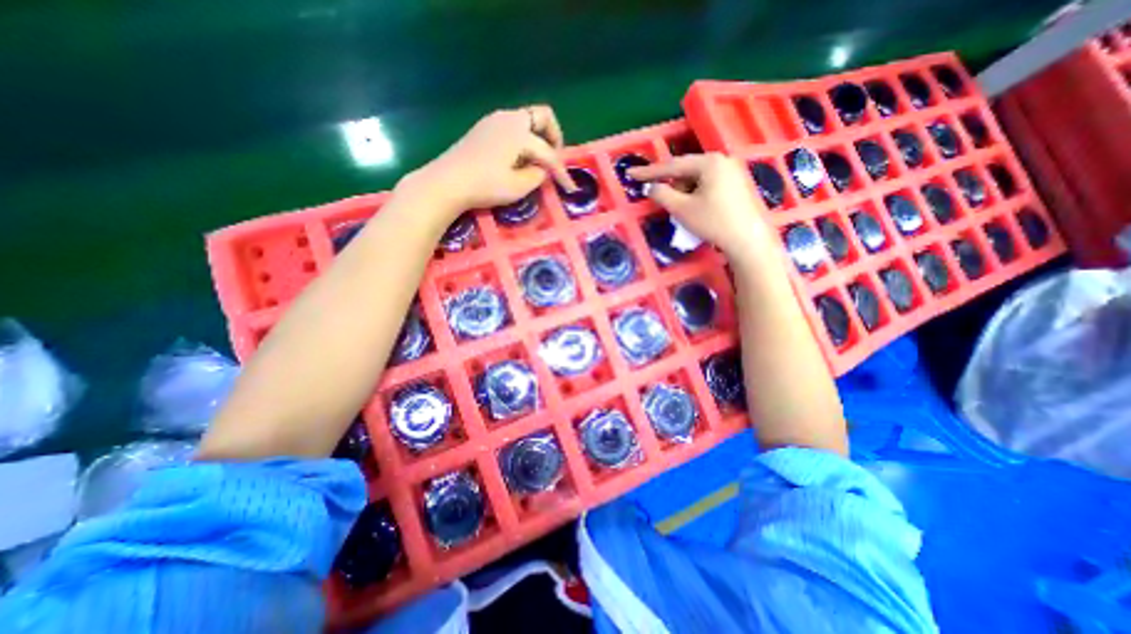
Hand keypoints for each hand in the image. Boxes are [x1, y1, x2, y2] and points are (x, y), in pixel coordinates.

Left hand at [410, 105, 575, 212]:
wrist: (446, 182)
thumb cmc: (485, 185)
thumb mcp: (518, 187)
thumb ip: (537, 175)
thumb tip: (541, 169)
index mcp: (519, 132)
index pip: (549, 152)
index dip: (562, 172)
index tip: (570, 189)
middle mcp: (509, 118)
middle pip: (542, 117)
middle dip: (554, 138)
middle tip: (554, 160)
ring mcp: (493, 121)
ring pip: (526, 121)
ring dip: (537, 139)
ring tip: (536, 163)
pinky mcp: (483, 129)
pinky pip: (512, 128)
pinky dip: (522, 140)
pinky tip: (517, 160)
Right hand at [627, 154, 778, 264]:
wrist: (747, 240)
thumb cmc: (713, 222)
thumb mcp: (682, 209)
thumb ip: (662, 194)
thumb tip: (651, 187)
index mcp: (709, 162)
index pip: (672, 166)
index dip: (649, 172)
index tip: (631, 174)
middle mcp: (722, 160)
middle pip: (686, 170)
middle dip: (671, 184)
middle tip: (661, 199)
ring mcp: (732, 171)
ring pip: (697, 178)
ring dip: (684, 191)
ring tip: (684, 210)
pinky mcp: (737, 184)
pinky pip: (709, 184)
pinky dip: (696, 194)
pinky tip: (697, 209)